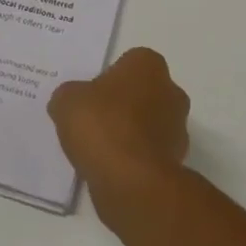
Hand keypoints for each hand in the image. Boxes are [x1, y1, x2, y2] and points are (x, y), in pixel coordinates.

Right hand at [49, 48, 190, 226]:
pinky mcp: (176, 162)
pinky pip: (148, 153)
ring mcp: (178, 128)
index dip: (107, 79)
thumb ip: (68, 96)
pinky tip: (111, 169)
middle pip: (141, 93)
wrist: (132, 182)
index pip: (128, 63)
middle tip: (93, 121)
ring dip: (129, 134)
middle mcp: (170, 90)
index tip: (90, 97)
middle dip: (122, 105)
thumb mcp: (67, 101)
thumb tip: (68, 102)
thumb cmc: (103, 126)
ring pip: (148, 124)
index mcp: (148, 64)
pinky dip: (133, 159)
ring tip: (99, 150)